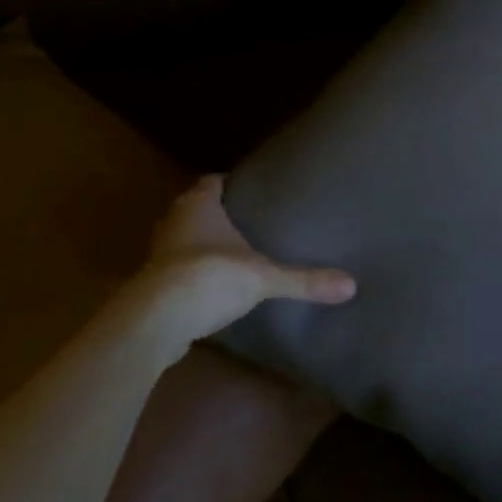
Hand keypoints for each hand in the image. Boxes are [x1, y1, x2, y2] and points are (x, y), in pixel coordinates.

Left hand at [126, 175, 354, 343]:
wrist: (157, 320)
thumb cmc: (211, 276)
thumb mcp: (265, 277)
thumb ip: (304, 280)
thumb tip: (351, 286)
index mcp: (199, 205)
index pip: (212, 181)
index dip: (229, 183)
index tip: (249, 189)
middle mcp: (174, 221)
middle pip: (193, 208)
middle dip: (215, 214)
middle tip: (246, 221)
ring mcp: (157, 254)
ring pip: (181, 239)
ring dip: (199, 245)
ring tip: (230, 253)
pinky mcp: (151, 285)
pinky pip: (174, 271)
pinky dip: (189, 274)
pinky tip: (210, 287)